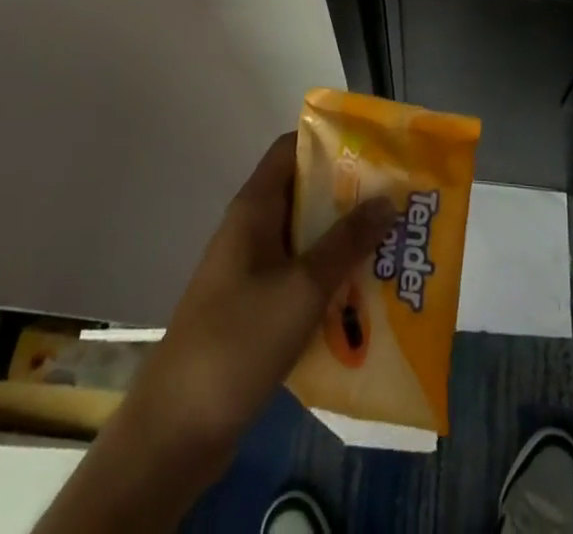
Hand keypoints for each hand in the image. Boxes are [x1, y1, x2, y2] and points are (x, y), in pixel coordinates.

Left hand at [123, 132, 397, 459]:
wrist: (176, 430)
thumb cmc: (238, 341)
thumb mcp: (302, 288)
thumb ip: (346, 242)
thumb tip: (387, 199)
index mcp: (254, 208)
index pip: (291, 149)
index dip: (330, 142)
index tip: (374, 150)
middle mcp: (252, 230)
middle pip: (304, 194)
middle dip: (349, 196)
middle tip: (396, 201)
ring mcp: (251, 271)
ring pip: (305, 240)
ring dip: (343, 242)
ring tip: (392, 246)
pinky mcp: (255, 309)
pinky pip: (299, 278)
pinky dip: (329, 280)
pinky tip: (364, 298)